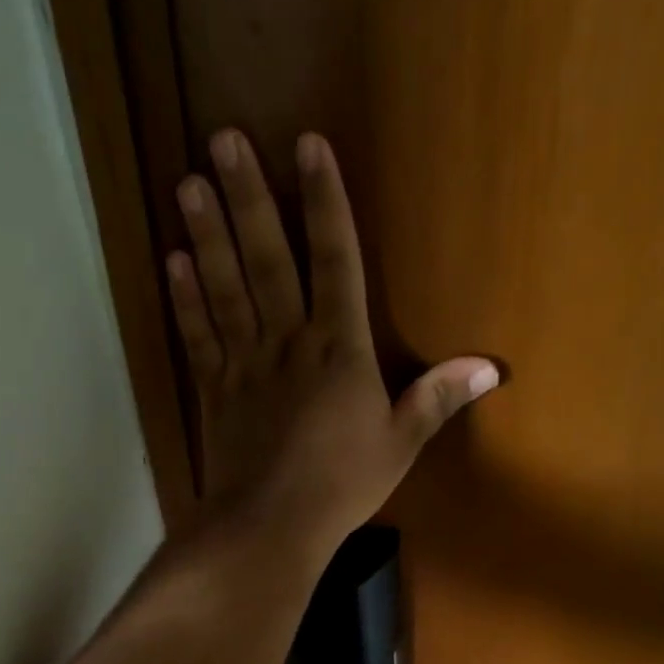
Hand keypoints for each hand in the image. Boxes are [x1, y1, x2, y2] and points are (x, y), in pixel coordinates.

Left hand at [167, 131, 498, 555]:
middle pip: (269, 259)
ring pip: (226, 288)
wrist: (271, 525)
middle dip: (250, 198)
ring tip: (189, 182)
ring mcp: (245, 364)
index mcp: (340, 349)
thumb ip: (437, 399)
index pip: (335, 260)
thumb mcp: (400, 444)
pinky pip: (199, 336)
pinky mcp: (214, 391)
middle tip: (225, 138)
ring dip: (208, 234)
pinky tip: (173, 260)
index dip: (324, 202)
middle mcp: (289, 342)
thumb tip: (490, 366)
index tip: (308, 146)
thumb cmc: (342, 486)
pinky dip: (185, 299)